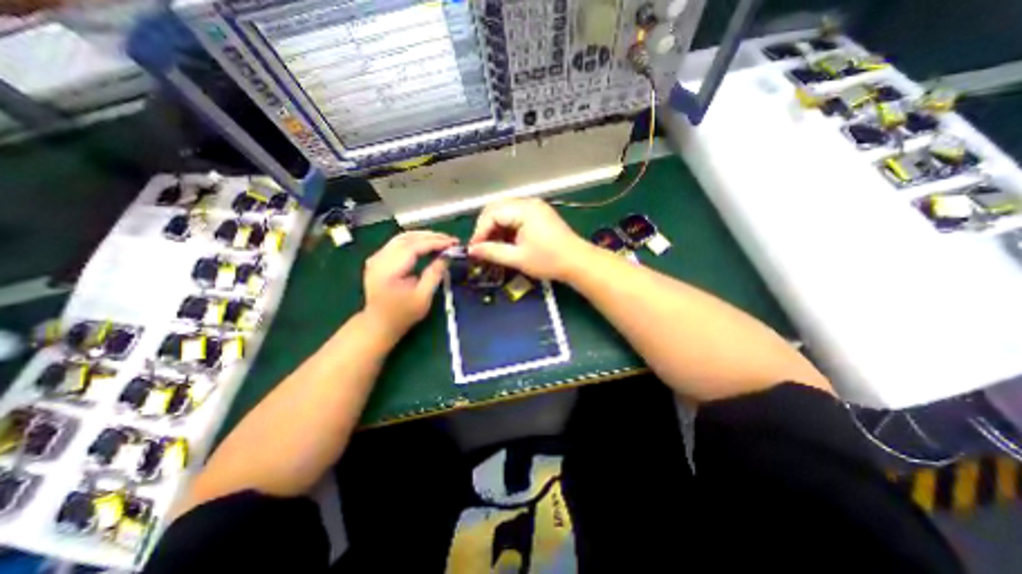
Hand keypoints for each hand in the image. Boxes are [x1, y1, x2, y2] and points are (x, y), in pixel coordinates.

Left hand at [358, 230, 454, 343]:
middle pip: (407, 238)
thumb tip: (447, 256)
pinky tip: (426, 244)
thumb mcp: (423, 297)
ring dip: (423, 236)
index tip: (453, 243)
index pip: (414, 247)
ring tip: (441, 240)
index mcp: (389, 270)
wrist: (378, 324)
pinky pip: (398, 243)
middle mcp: (379, 259)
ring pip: (402, 237)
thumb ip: (434, 274)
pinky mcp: (378, 258)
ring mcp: (376, 257)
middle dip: (431, 236)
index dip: (435, 242)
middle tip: (450, 240)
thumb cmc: (402, 314)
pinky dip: (414, 241)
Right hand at [469, 198, 591, 280]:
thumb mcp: (518, 258)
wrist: (578, 262)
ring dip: (496, 227)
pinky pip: (515, 215)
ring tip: (492, 246)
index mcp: (524, 209)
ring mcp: (535, 207)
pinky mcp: (539, 214)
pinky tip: (505, 241)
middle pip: (497, 208)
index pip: (492, 214)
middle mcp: (528, 202)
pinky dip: (507, 227)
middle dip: (486, 227)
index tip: (473, 249)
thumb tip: (472, 250)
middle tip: (481, 246)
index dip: (480, 231)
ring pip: (505, 211)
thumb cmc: (549, 261)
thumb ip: (492, 252)